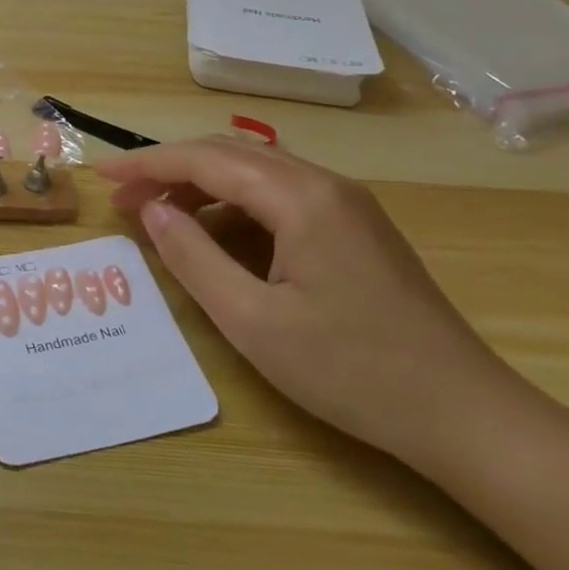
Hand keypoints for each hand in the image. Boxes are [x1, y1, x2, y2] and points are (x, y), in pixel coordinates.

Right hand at [97, 136, 522, 468]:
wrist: (465, 415)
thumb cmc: (353, 371)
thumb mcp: (254, 321)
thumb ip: (194, 258)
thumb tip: (152, 211)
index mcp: (302, 198)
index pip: (207, 160)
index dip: (148, 164)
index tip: (103, 177)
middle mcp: (325, 184)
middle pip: (231, 155)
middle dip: (171, 170)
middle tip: (125, 199)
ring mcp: (347, 205)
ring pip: (256, 174)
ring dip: (202, 187)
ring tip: (161, 217)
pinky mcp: (356, 229)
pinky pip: (280, 198)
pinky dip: (235, 207)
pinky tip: (216, 237)